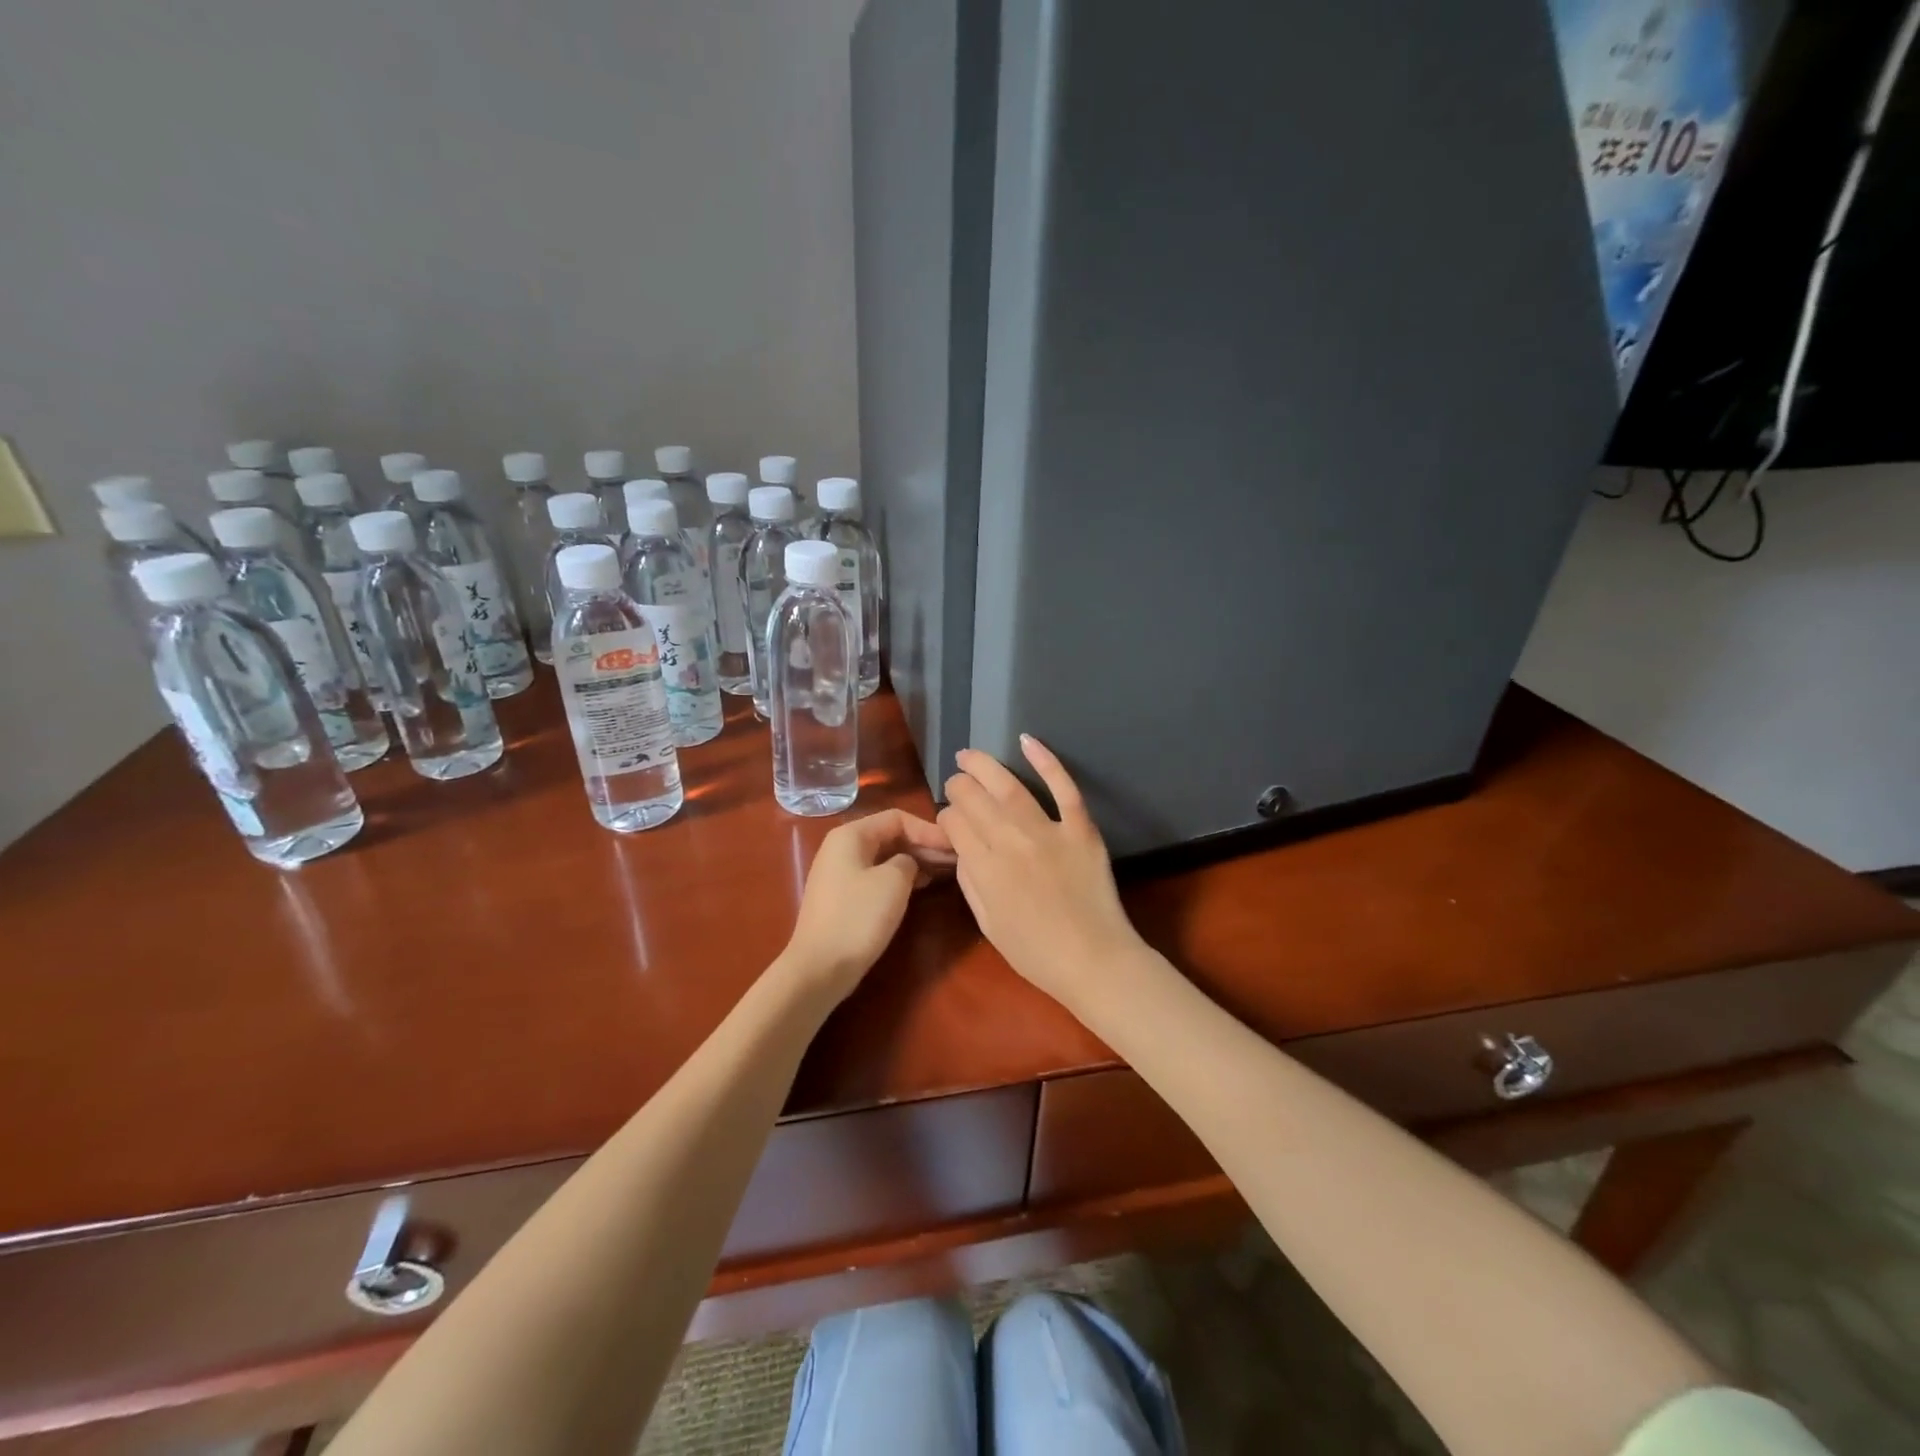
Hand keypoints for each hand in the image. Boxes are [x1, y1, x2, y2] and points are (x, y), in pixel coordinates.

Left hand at [781, 809, 955, 1002]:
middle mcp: (842, 847)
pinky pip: (876, 876)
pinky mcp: (843, 897)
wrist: (820, 967)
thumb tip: (910, 863)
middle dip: (923, 845)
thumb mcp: (894, 881)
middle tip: (955, 859)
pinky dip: (900, 878)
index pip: (897, 818)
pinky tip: (921, 887)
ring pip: (885, 857)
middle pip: (890, 835)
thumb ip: (909, 861)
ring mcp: (840, 873)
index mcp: (850, 834)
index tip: (954, 846)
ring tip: (944, 872)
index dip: (928, 830)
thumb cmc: (858, 917)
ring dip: (915, 862)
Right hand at [939, 736, 1142, 1012]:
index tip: (951, 821)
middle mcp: (1010, 842)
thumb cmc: (1036, 953)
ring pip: (1009, 787)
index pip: (954, 824)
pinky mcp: (1081, 828)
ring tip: (968, 754)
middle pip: (974, 799)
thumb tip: (962, 849)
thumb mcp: (988, 924)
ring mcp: (1048, 831)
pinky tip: (1027, 740)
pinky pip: (1063, 787)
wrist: (1094, 960)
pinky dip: (1046, 761)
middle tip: (956, 782)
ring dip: (984, 765)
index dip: (947, 817)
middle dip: (959, 786)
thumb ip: (970, 882)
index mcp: (984, 869)